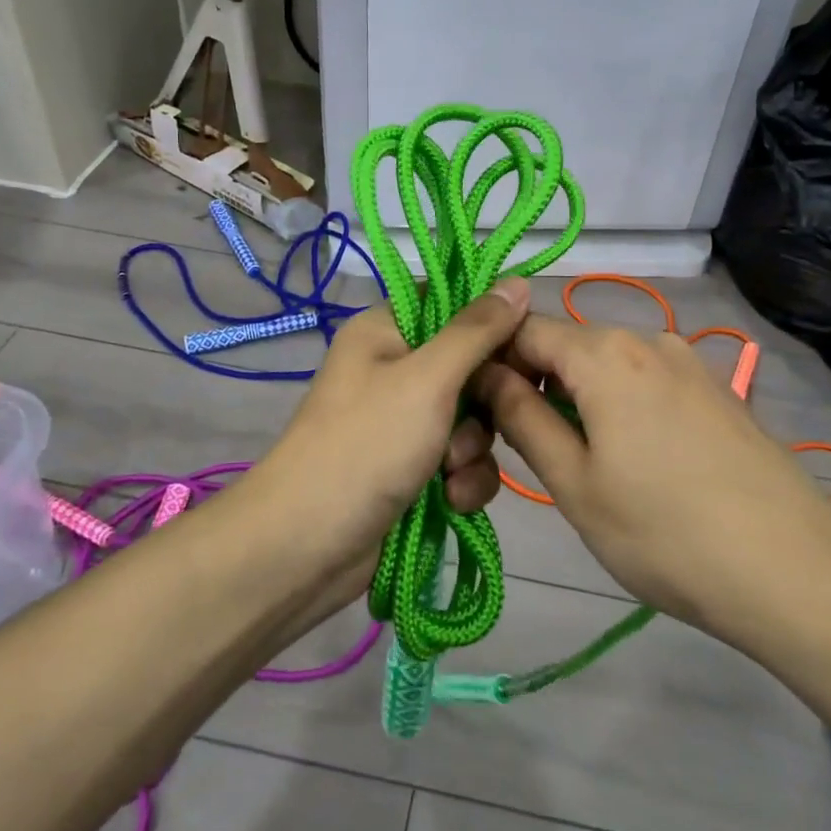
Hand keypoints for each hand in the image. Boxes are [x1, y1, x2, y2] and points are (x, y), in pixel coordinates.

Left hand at [245, 278, 531, 602]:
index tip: (524, 344)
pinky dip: (463, 479)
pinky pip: (460, 460)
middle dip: (484, 401)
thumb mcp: (427, 379)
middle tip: (490, 418)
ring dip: (473, 448)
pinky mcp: (412, 469)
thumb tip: (518, 282)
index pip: (451, 304)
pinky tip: (453, 500)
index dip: (491, 321)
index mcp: (385, 331)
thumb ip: (477, 331)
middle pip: (469, 365)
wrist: (307, 549)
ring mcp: (402, 422)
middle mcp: (394, 370)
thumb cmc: (367, 446)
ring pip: (471, 418)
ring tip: (451, 471)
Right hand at [473, 317, 830, 641]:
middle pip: (568, 345)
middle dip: (538, 384)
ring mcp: (689, 361)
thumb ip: (522, 419)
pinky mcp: (717, 389)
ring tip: (587, 463)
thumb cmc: (665, 533)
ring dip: (581, 398)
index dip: (494, 365)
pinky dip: (623, 405)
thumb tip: (487, 375)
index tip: (483, 414)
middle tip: (532, 450)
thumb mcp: (575, 484)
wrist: (793, 571)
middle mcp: (647, 339)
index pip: (524, 331)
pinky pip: (648, 381)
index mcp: (604, 353)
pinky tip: (640, 462)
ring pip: (608, 365)